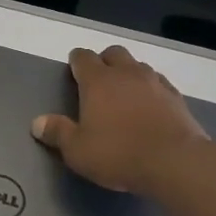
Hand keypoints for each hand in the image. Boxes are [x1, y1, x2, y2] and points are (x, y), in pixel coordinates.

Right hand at [32, 45, 215, 197]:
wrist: (175, 162)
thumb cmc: (118, 153)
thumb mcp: (77, 150)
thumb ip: (57, 133)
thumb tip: (37, 123)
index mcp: (98, 81)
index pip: (83, 58)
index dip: (75, 61)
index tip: (72, 69)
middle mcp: (127, 74)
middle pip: (114, 53)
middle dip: (104, 61)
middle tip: (97, 81)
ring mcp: (156, 83)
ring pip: (139, 66)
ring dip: (129, 74)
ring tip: (123, 94)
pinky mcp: (178, 99)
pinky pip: (159, 84)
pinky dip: (150, 89)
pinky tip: (148, 107)